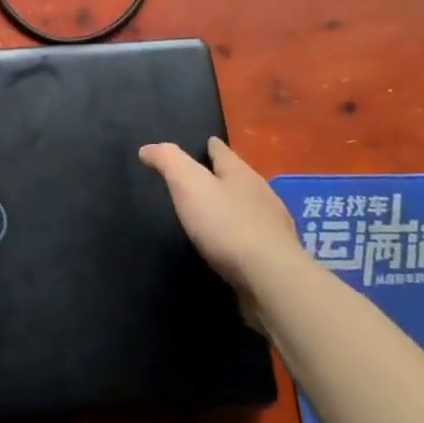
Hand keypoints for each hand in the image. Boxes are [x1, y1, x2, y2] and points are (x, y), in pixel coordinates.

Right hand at [139, 137, 299, 292]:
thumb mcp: (188, 184)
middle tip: (199, 181)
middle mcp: (261, 194)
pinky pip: (254, 237)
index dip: (209, 146)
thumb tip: (147, 148)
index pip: (222, 151)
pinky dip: (241, 236)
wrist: (271, 279)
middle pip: (238, 178)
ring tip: (211, 215)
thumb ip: (168, 161)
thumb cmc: (226, 224)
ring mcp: (273, 226)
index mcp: (240, 173)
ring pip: (248, 208)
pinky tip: (230, 246)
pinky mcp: (276, 257)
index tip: (203, 144)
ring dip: (232, 208)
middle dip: (222, 177)